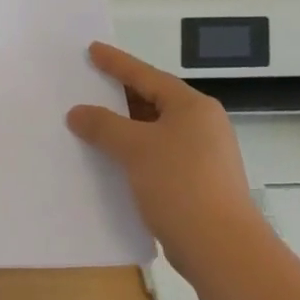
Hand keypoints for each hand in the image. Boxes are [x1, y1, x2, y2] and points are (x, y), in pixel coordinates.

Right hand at [66, 41, 267, 278]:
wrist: (223, 249)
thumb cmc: (180, 184)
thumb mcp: (135, 149)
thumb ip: (103, 126)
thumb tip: (77, 113)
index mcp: (192, 106)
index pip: (147, 75)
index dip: (117, 62)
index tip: (93, 50)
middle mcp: (203, 125)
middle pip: (155, 101)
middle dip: (121, 96)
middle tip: (90, 84)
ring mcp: (205, 155)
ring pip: (157, 130)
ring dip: (127, 128)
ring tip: (95, 123)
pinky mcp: (200, 183)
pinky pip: (160, 155)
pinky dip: (137, 152)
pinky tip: (114, 161)